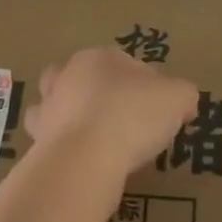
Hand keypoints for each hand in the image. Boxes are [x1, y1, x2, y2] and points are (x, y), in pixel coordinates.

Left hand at [24, 46, 198, 185]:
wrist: (84, 157)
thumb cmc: (132, 114)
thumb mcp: (177, 97)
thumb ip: (183, 94)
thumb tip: (183, 103)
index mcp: (98, 58)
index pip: (124, 63)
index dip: (144, 83)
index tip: (158, 107)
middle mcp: (66, 77)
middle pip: (82, 79)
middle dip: (97, 93)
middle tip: (123, 119)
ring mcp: (47, 110)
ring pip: (58, 107)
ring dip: (72, 119)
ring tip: (98, 141)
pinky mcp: (38, 143)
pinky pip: (53, 143)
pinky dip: (66, 149)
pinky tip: (84, 163)